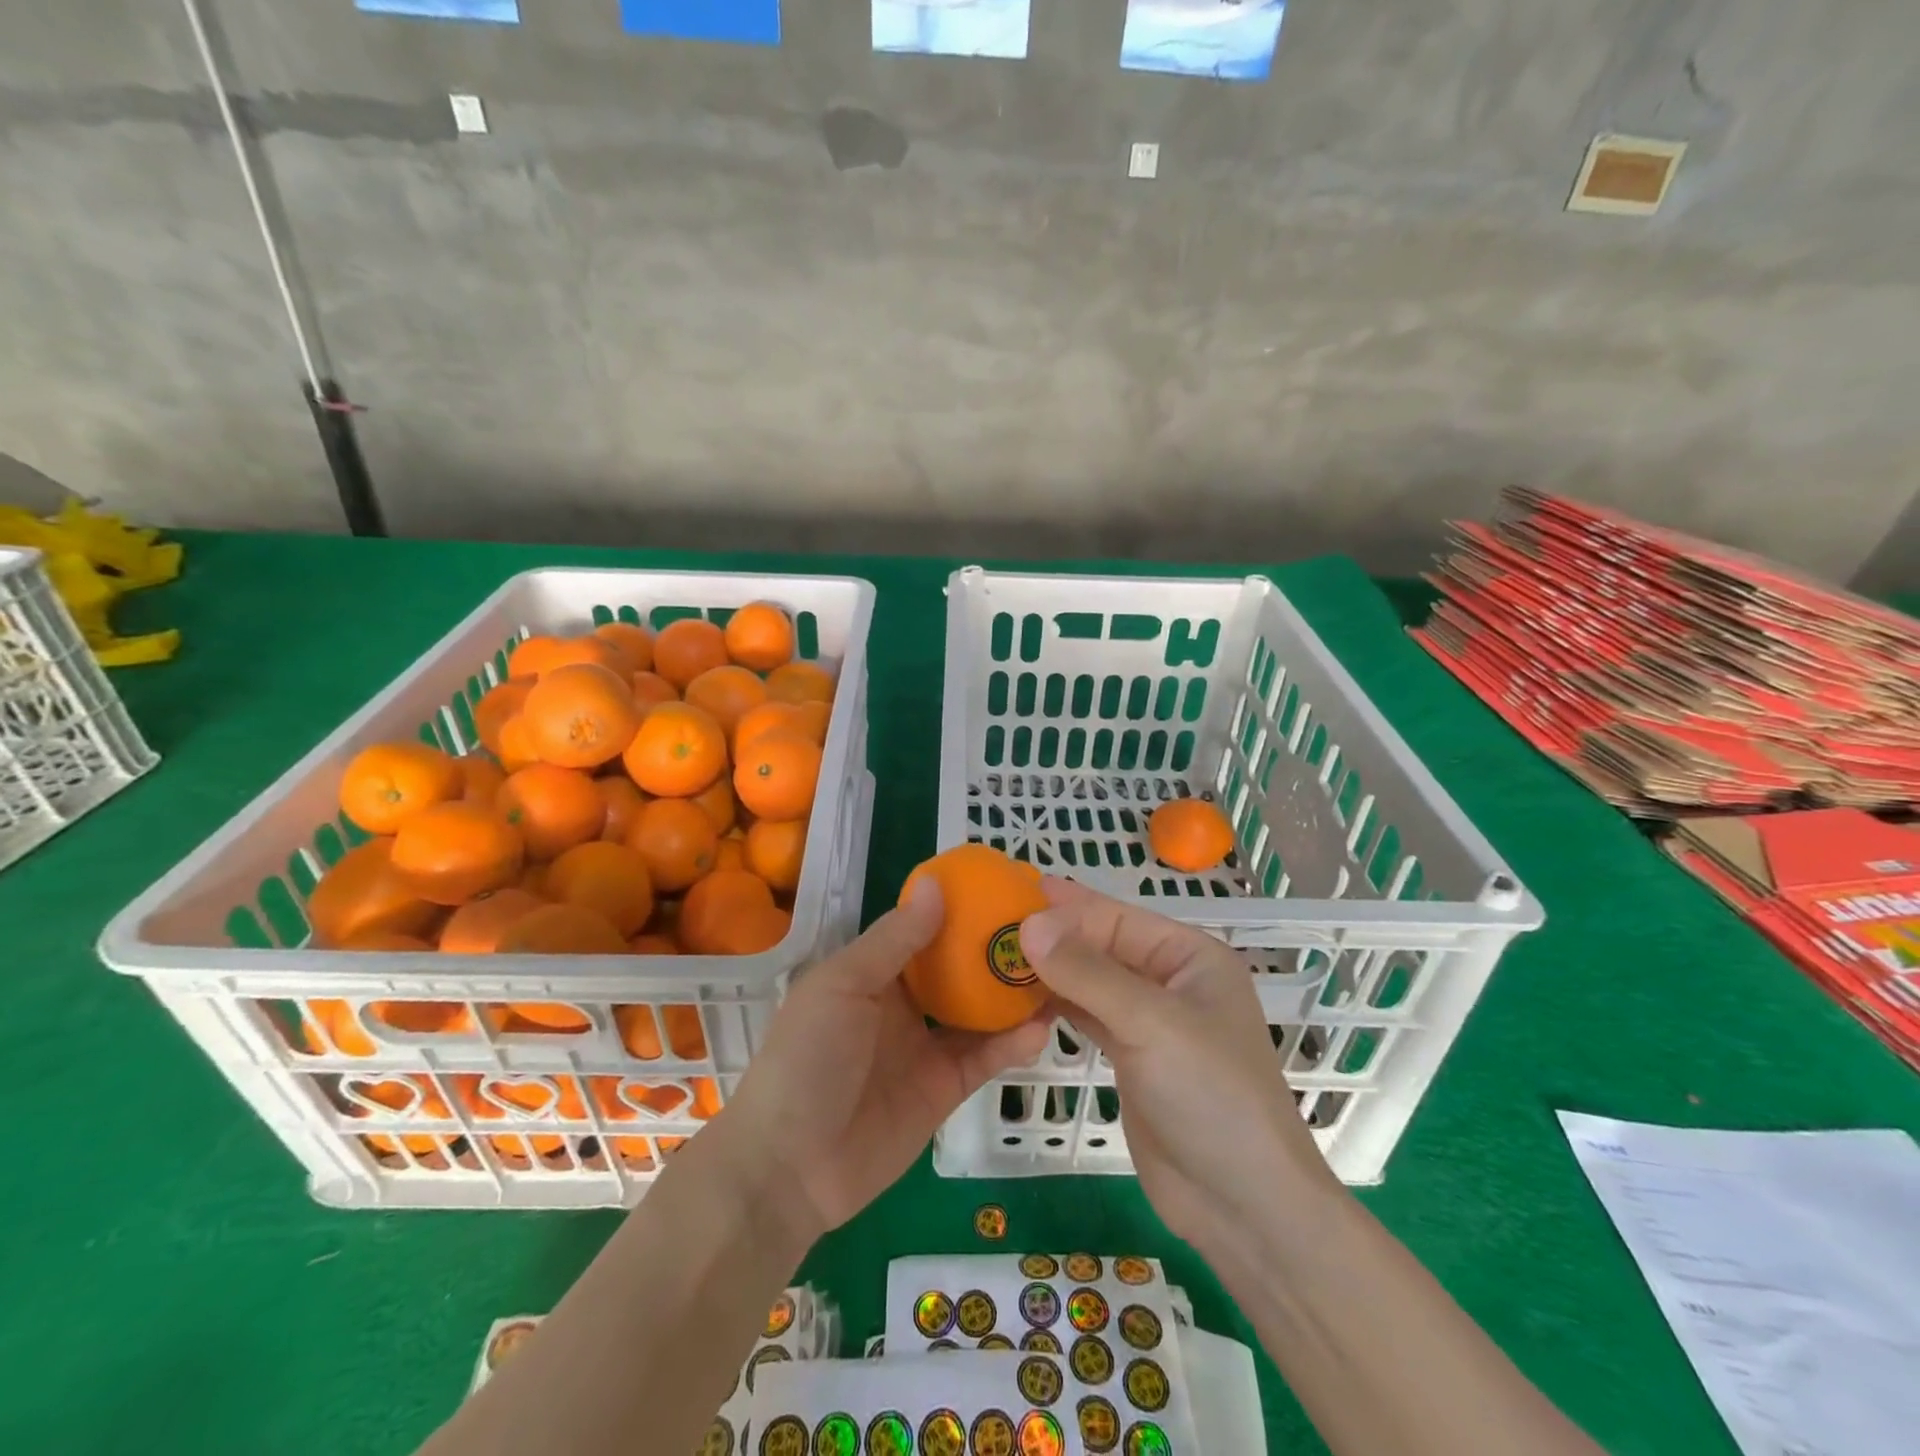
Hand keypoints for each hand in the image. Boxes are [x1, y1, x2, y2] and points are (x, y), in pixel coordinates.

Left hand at [717, 879, 1051, 1241]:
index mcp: (874, 972)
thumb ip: (893, 940)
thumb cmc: (806, 1056)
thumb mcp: (843, 986)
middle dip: (995, 950)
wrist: (790, 1166)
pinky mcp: (946, 1089)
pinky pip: (985, 1058)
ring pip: (979, 1012)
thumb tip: (937, 885)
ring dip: (1013, 995)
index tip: (1002, 888)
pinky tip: (1041, 1027)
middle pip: (958, 969)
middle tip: (1043, 929)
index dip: (959, 910)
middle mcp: (904, 1004)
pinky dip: (1013, 1044)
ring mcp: (927, 1046)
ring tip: (1057, 972)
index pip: (924, 930)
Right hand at [1020, 878, 1340, 1260]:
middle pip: (1101, 945)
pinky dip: (1054, 1005)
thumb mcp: (1150, 1023)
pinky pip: (1086, 1015)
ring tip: (993, 956)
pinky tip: (1018, 998)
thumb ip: (1087, 971)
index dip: (1064, 907)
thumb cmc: (1210, 1096)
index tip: (1007, 897)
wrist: (1243, 1208)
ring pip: (1089, 980)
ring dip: (1048, 970)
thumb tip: (1029, 923)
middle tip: (988, 925)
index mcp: (1189, 956)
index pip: (1116, 917)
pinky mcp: (1130, 1057)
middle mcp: (1169, 980)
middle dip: (1051, 936)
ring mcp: (1149, 1021)